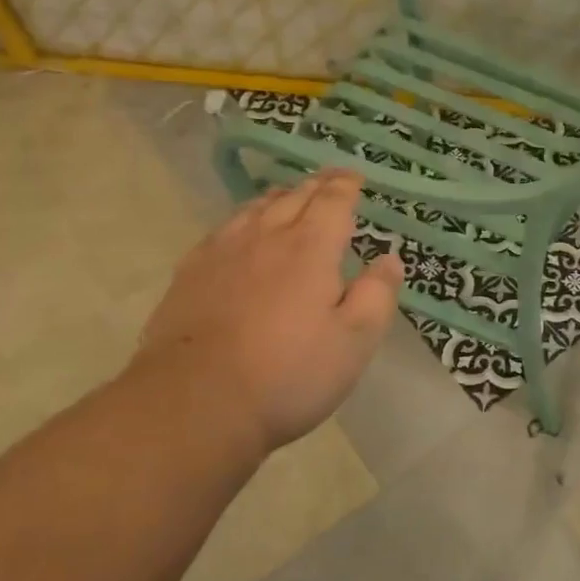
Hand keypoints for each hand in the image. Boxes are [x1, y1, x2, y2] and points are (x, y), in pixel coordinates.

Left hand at [130, 170, 403, 455]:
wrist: (194, 404)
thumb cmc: (288, 375)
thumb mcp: (354, 342)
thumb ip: (376, 295)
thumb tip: (389, 258)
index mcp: (310, 249)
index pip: (333, 202)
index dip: (346, 186)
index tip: (355, 177)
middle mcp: (266, 238)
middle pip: (294, 198)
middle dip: (316, 186)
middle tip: (329, 180)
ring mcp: (222, 254)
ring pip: (254, 210)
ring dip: (278, 198)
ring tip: (289, 196)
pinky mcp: (190, 275)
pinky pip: (222, 230)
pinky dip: (242, 219)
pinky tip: (240, 231)